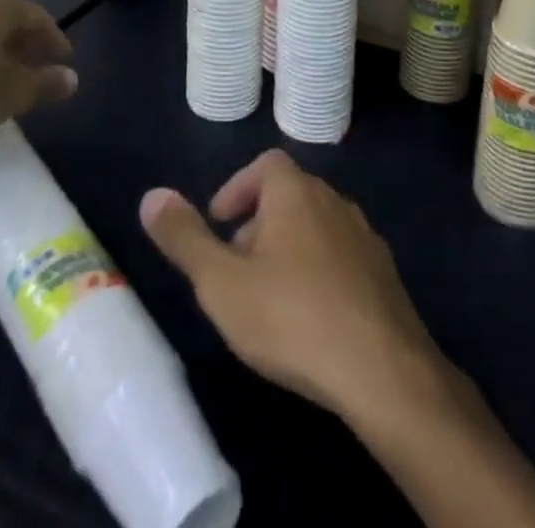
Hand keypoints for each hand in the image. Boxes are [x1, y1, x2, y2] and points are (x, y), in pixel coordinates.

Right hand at [140, 150, 446, 424]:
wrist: (382, 368)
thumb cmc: (291, 317)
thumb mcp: (222, 283)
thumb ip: (185, 238)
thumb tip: (151, 196)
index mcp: (296, 192)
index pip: (265, 165)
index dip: (237, 188)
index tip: (219, 225)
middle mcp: (333, 200)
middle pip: (289, 195)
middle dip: (257, 223)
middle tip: (235, 269)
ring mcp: (363, 235)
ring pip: (315, 227)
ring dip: (288, 249)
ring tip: (268, 298)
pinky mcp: (383, 272)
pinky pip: (341, 257)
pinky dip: (318, 272)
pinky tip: (309, 318)